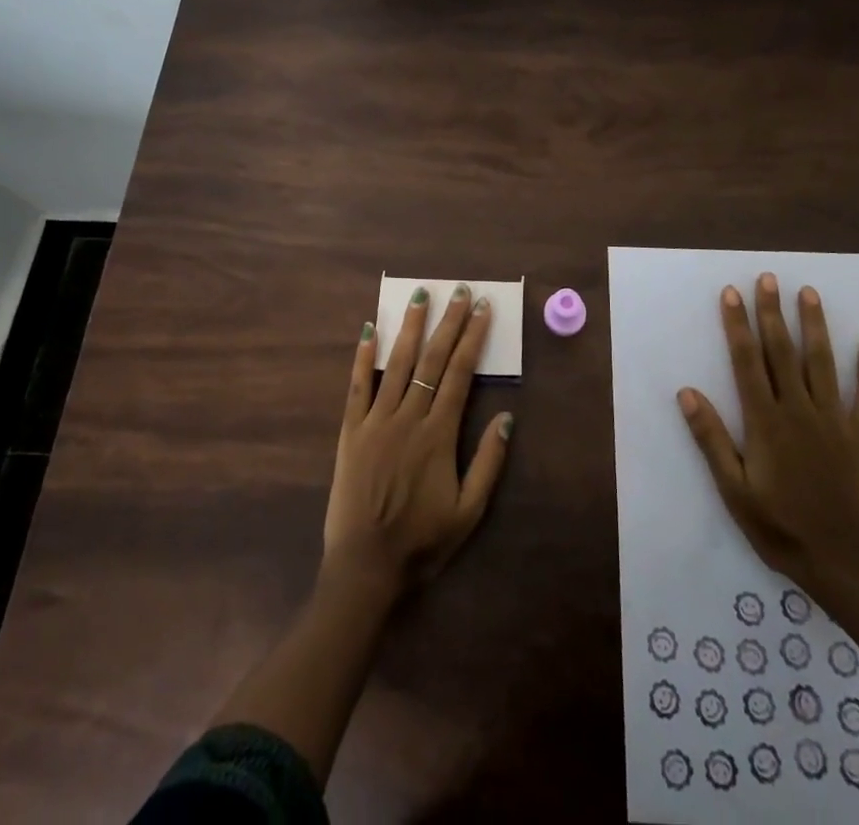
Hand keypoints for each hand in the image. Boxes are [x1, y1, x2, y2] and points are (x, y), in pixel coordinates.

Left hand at [322, 285, 513, 599]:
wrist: (366, 567)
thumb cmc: (422, 541)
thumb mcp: (469, 512)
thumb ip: (488, 463)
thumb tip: (507, 417)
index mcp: (439, 434)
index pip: (461, 374)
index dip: (473, 338)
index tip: (482, 309)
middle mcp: (409, 417)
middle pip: (433, 360)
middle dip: (449, 322)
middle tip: (460, 291)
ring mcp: (377, 421)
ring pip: (397, 363)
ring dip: (411, 327)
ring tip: (420, 296)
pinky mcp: (351, 431)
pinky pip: (358, 386)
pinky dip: (363, 356)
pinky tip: (369, 329)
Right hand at [678, 275, 858, 603]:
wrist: (845, 566)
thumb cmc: (780, 528)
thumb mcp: (733, 489)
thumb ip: (711, 438)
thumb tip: (687, 392)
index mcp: (765, 421)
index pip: (747, 361)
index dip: (738, 325)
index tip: (732, 293)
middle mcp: (799, 411)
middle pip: (782, 352)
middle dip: (772, 313)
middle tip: (769, 277)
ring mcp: (834, 422)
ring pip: (822, 364)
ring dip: (814, 326)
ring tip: (808, 292)